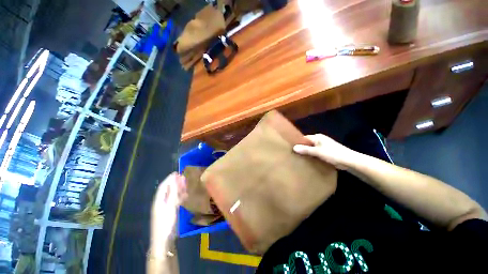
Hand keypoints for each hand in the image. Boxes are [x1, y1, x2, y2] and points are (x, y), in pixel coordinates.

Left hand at [150, 172, 187, 255]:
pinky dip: (179, 197)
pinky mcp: (169, 212)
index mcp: (159, 200)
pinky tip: (185, 196)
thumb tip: (175, 180)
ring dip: (178, 189)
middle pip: (168, 189)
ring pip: (172, 195)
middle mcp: (161, 202)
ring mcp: (165, 208)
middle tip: (183, 177)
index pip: (164, 186)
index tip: (177, 173)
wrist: (164, 241)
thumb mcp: (171, 206)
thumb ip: (174, 193)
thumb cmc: (166, 223)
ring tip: (185, 185)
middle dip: (175, 183)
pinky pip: (174, 201)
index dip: (170, 178)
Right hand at [293, 134, 357, 169]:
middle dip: (302, 148)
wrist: (349, 161)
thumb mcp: (317, 151)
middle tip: (293, 154)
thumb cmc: (332, 154)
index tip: (291, 147)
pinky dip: (312, 156)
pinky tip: (308, 160)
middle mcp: (320, 140)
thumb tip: (293, 147)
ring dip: (307, 153)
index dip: (298, 142)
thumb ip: (305, 150)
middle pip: (308, 143)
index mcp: (317, 137)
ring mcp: (323, 146)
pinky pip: (316, 153)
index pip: (304, 138)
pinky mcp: (326, 152)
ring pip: (312, 149)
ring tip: (298, 157)